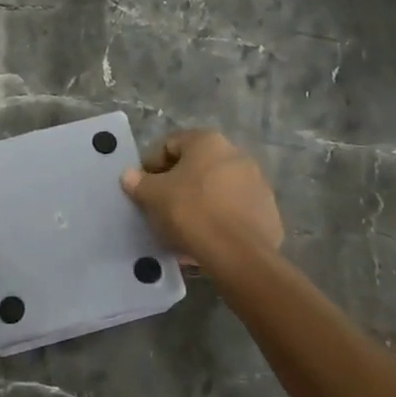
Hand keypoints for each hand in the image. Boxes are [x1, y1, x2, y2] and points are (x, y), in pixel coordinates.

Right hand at [121, 130, 282, 267]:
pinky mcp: (267, 211)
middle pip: (195, 166)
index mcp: (208, 142)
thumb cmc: (191, 212)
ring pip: (216, 189)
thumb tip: (129, 175)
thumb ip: (138, 182)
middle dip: (176, 185)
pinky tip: (205, 240)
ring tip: (181, 228)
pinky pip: (233, 211)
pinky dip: (217, 219)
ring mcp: (256, 183)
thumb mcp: (154, 196)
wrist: (239, 254)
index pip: (169, 144)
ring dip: (197, 202)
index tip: (142, 188)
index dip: (150, 165)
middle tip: (160, 207)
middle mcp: (236, 154)